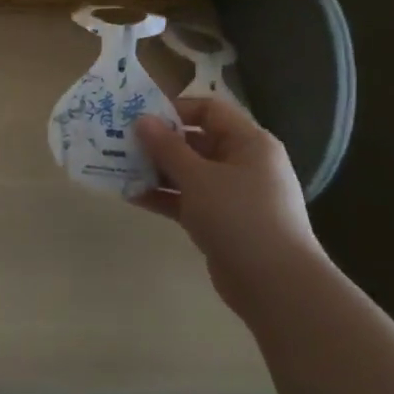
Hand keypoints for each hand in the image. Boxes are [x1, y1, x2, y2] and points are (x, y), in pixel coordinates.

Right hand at [134, 98, 324, 315]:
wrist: (275, 284)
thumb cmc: (239, 216)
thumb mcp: (198, 177)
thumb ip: (166, 147)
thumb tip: (141, 120)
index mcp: (248, 143)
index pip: (209, 110)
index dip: (174, 110)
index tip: (139, 118)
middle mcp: (243, 163)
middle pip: (195, 141)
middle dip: (157, 142)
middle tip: (119, 143)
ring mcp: (232, 194)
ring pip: (187, 172)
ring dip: (155, 170)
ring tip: (118, 169)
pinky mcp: (220, 220)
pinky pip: (186, 199)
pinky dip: (162, 196)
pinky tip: (131, 196)